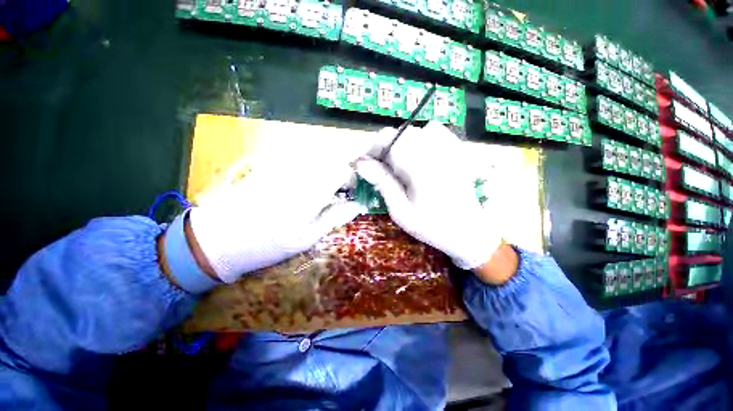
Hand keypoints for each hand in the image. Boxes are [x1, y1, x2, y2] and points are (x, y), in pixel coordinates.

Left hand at [187, 155, 363, 283]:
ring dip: (331, 164)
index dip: (354, 179)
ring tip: (330, 184)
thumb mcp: (308, 237)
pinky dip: (315, 164)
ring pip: (319, 154)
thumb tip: (359, 205)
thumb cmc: (269, 244)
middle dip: (345, 167)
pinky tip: (311, 179)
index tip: (354, 191)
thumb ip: (336, 216)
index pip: (343, 171)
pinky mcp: (274, 164)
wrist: (221, 237)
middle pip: (333, 156)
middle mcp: (300, 171)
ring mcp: (285, 165)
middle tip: (346, 185)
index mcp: (311, 191)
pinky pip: (303, 157)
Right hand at [355, 122, 515, 283]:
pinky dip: (419, 139)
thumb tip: (361, 164)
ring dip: (400, 144)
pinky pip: (434, 132)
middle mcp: (436, 151)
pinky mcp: (456, 150)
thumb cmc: (432, 226)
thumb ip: (382, 183)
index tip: (360, 163)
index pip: (389, 141)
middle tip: (377, 168)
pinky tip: (417, 156)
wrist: (469, 231)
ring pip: (415, 132)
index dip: (370, 148)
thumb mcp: (401, 211)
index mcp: (420, 167)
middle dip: (383, 147)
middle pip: (400, 134)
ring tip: (396, 165)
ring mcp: (449, 148)